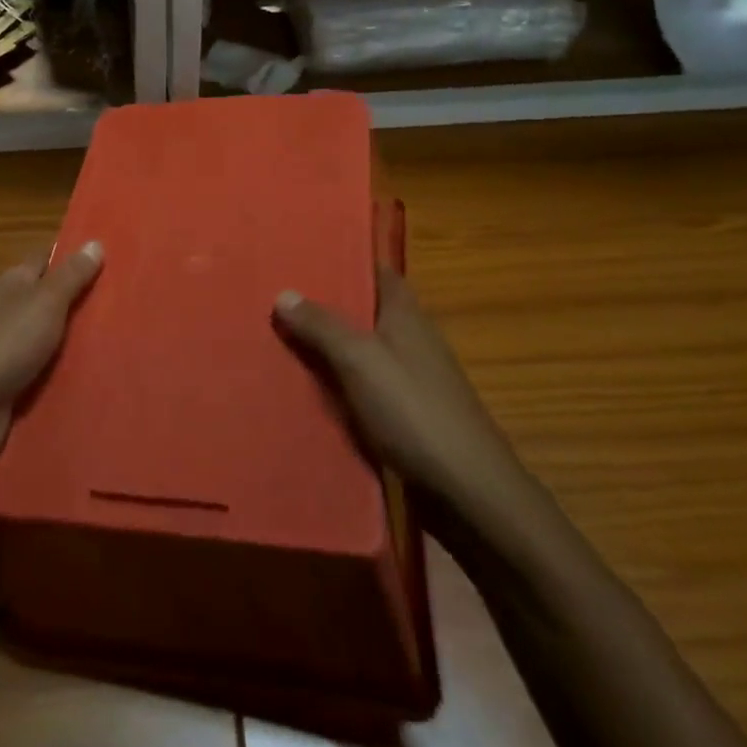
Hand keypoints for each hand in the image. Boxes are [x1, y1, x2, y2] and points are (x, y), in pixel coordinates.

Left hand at [0, 241, 103, 461]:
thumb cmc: (7, 343)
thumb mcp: (45, 302)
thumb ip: (71, 275)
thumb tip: (95, 241)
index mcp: (15, 282)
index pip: (47, 258)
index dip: (75, 254)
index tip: (112, 254)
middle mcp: (11, 309)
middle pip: (53, 297)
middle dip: (85, 297)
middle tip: (129, 299)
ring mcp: (11, 346)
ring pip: (54, 334)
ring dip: (80, 336)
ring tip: (125, 336)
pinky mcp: (15, 380)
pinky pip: (49, 367)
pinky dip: (68, 367)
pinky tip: (98, 370)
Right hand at [274, 267, 528, 512]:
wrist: (468, 491)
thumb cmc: (414, 411)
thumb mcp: (359, 360)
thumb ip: (322, 326)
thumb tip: (284, 292)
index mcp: (407, 315)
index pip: (378, 272)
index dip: (347, 260)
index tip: (306, 255)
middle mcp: (413, 339)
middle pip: (367, 311)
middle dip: (328, 304)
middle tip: (277, 297)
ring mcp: (414, 378)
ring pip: (364, 350)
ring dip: (331, 346)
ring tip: (281, 339)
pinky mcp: (410, 414)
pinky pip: (367, 386)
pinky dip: (341, 383)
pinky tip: (310, 390)